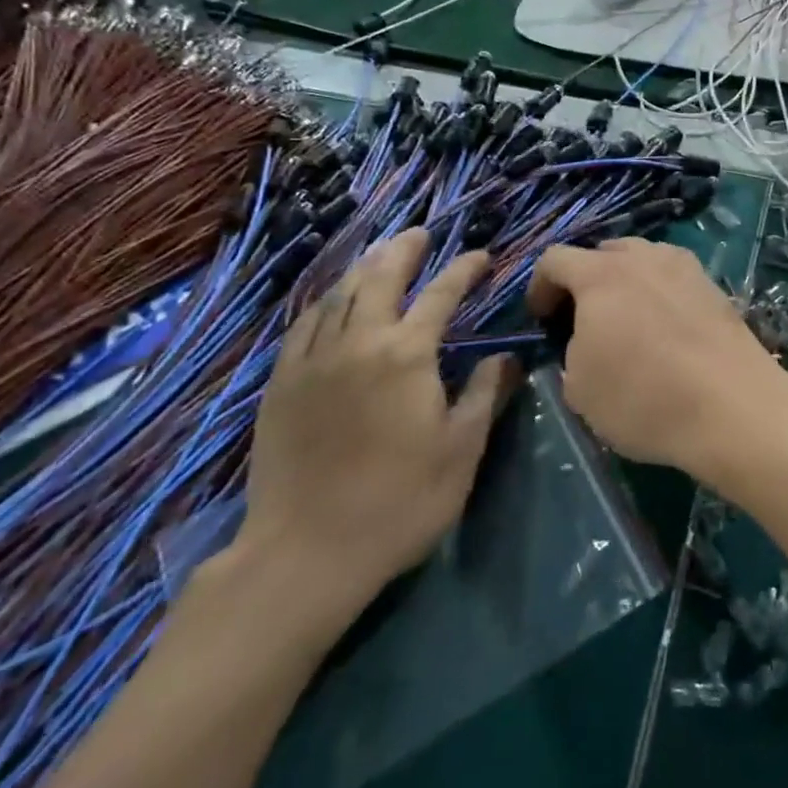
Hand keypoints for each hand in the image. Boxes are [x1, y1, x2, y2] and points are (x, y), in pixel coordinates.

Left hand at [235, 229, 515, 634]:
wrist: (305, 553)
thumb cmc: (398, 502)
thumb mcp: (460, 451)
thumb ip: (484, 395)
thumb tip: (506, 357)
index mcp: (406, 354)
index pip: (441, 295)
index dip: (464, 270)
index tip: (481, 256)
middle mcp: (358, 342)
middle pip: (382, 278)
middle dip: (404, 250)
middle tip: (419, 234)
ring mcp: (314, 360)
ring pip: (339, 294)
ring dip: (364, 267)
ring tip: (379, 254)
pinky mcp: (281, 383)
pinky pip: (304, 324)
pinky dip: (325, 301)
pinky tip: (331, 302)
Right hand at [526, 238, 787, 485]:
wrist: (732, 407)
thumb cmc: (644, 398)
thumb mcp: (580, 390)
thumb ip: (571, 352)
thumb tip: (586, 341)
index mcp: (600, 275)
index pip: (554, 259)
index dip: (539, 286)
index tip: (542, 319)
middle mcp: (642, 257)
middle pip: (601, 253)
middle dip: (584, 280)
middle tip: (584, 319)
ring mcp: (683, 266)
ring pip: (641, 259)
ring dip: (625, 282)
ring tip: (627, 320)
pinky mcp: (713, 285)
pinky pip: (672, 276)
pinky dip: (658, 292)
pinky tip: (665, 327)